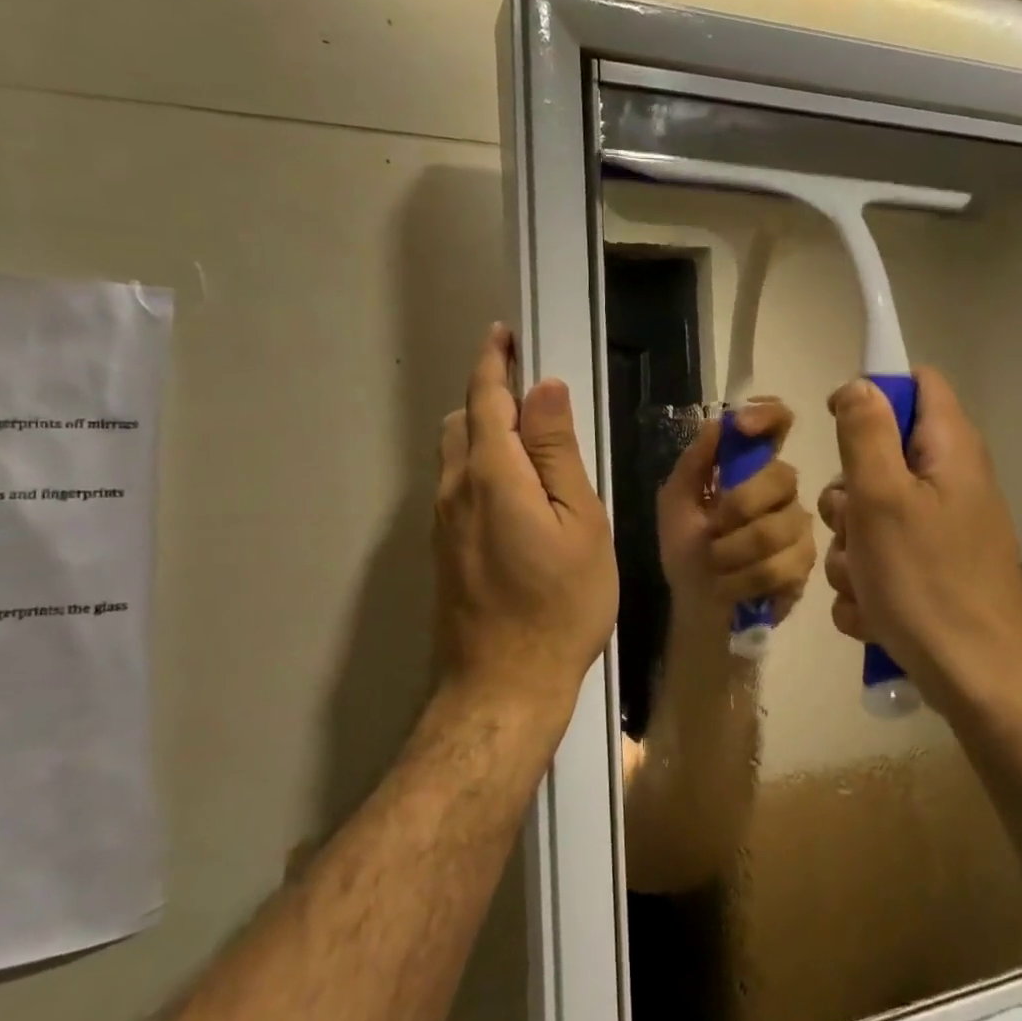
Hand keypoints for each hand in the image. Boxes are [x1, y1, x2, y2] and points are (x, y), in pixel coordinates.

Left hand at [434, 325, 617, 728]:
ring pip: (455, 454)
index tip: (504, 334)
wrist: (503, 686)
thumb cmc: (560, 604)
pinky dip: (480, 463)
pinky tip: (515, 487)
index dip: (493, 361)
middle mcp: (455, 489)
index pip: (486, 398)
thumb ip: (557, 452)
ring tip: (528, 436)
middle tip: (530, 390)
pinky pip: (457, 485)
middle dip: (489, 394)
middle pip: (463, 421)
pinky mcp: (444, 548)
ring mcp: (443, 522)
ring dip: (483, 429)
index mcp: (491, 474)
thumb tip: (543, 389)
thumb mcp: (579, 522)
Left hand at [656, 400, 815, 634]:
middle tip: (713, 530)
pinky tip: (733, 586)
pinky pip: (782, 565)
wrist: (696, 608)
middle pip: (782, 476)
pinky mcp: (804, 564)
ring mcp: (798, 526)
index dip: (767, 415)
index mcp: (750, 467)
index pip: (776, 423)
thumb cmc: (686, 551)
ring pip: (778, 527)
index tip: (743, 426)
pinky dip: (744, 579)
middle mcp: (781, 490)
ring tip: (717, 564)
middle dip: (738, 506)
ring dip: (733, 551)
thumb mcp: (675, 504)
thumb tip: (717, 423)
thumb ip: (694, 464)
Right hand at [819, 368, 1021, 709]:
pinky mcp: (933, 569)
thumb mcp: (882, 498)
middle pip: (879, 456)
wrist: (977, 680)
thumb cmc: (926, 581)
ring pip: (870, 515)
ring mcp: (942, 529)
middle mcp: (949, 481)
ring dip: (852, 548)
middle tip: (853, 526)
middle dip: (848, 495)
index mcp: (948, 450)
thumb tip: (858, 385)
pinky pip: (882, 558)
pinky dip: (869, 582)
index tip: (839, 427)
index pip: (916, 383)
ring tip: (866, 583)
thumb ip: (865, 433)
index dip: (873, 392)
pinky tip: (875, 612)